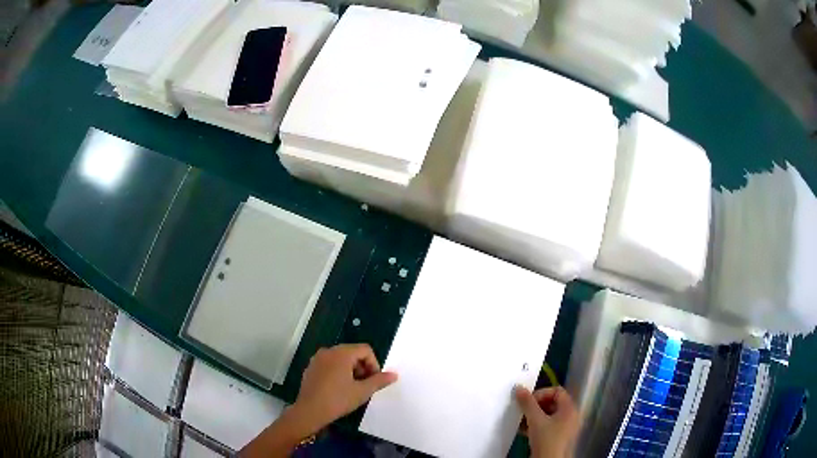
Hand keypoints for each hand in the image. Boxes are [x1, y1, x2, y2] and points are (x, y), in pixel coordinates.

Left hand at [293, 344, 397, 431]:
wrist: (309, 411)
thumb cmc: (338, 400)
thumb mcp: (362, 392)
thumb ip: (379, 381)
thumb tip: (394, 375)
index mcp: (342, 353)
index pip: (365, 350)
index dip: (374, 364)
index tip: (373, 381)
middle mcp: (328, 351)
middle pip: (352, 352)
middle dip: (362, 367)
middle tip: (364, 385)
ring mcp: (317, 359)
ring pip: (340, 359)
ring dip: (351, 370)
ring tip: (352, 388)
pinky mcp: (310, 368)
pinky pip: (329, 364)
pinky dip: (337, 372)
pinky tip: (337, 389)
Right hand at [515, 386, 580, 457]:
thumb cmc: (546, 439)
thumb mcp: (535, 420)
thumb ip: (527, 403)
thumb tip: (519, 387)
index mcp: (569, 408)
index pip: (557, 391)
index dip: (541, 393)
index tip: (527, 401)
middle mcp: (570, 415)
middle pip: (552, 402)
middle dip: (535, 406)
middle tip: (523, 411)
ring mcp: (565, 427)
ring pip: (548, 415)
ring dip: (533, 416)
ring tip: (521, 421)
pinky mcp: (558, 437)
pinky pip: (548, 425)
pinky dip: (536, 425)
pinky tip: (524, 430)